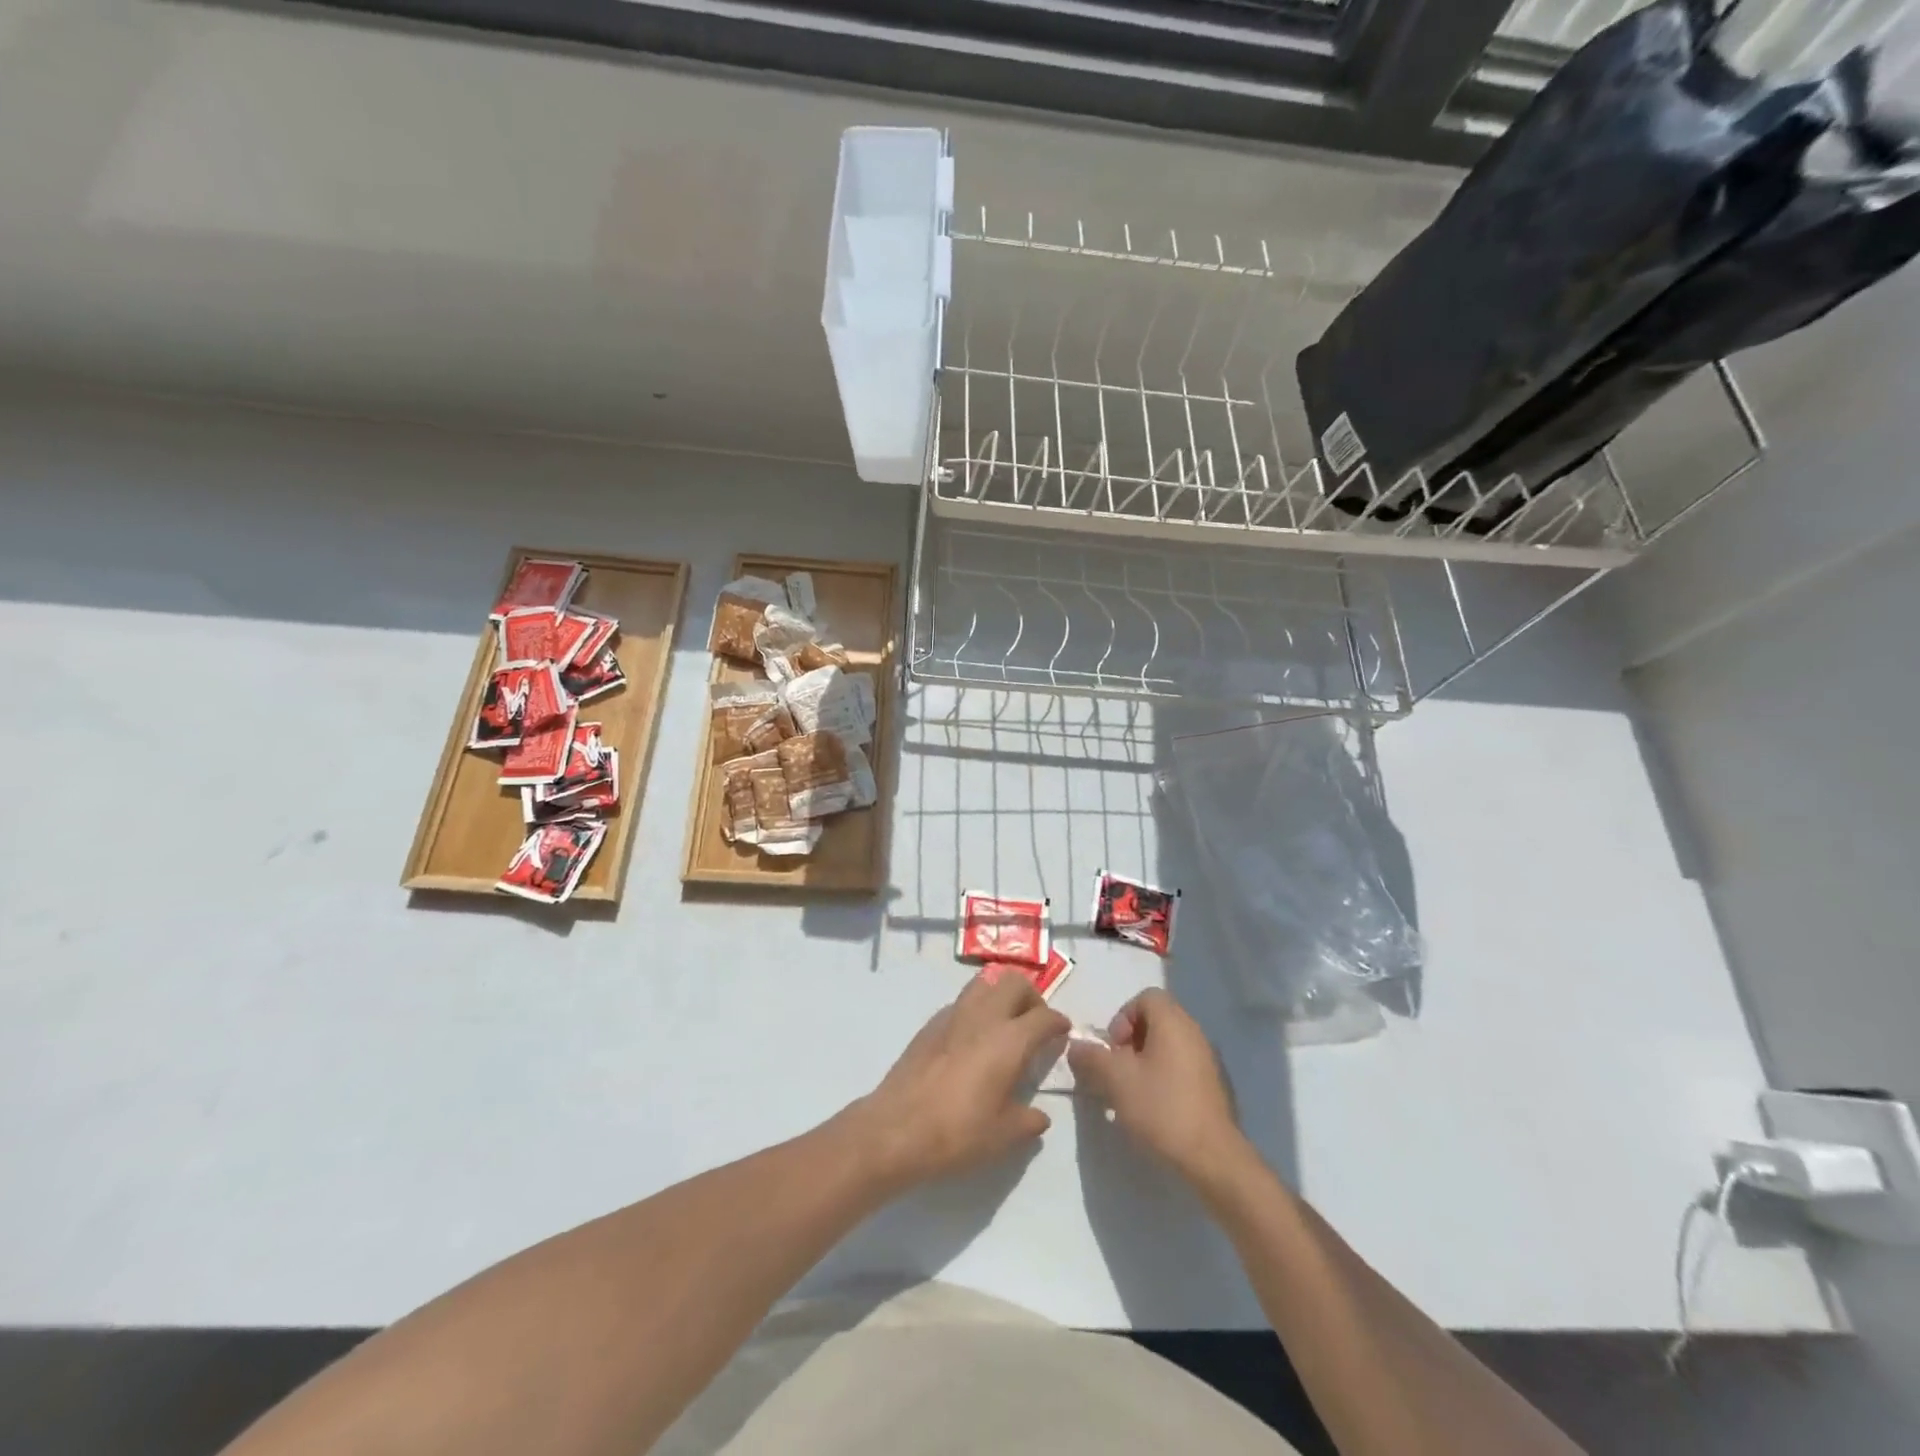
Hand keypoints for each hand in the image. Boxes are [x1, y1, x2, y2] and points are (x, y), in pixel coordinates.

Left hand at [849, 971, 1070, 1190]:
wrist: (896, 1129)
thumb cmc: (957, 1133)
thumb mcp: (1003, 1136)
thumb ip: (1028, 1121)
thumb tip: (1038, 1115)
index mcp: (1009, 1040)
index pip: (1044, 1016)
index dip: (1058, 1022)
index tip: (1063, 1032)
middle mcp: (983, 1016)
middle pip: (1015, 982)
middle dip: (1032, 996)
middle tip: (1035, 1023)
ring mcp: (953, 1014)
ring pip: (985, 982)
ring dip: (1001, 994)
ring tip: (1005, 1022)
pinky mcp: (930, 1023)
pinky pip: (962, 1001)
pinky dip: (976, 1008)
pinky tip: (972, 1038)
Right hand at [1068, 989, 1246, 1186]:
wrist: (1212, 1157)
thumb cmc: (1161, 1108)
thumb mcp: (1116, 1080)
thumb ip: (1092, 1057)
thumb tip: (1077, 1046)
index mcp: (1173, 1022)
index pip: (1146, 997)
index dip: (1123, 1016)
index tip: (1114, 1048)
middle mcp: (1194, 1032)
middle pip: (1157, 1019)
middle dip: (1131, 1040)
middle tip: (1119, 1069)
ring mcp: (1207, 1059)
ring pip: (1168, 1044)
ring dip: (1146, 1060)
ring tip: (1132, 1091)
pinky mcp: (1213, 1085)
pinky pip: (1182, 1065)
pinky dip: (1164, 1075)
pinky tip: (1154, 1106)